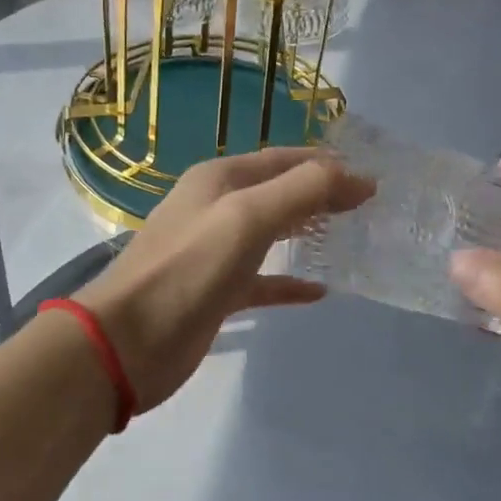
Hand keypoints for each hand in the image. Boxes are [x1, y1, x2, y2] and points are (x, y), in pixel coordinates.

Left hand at [76, 147, 373, 412]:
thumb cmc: (189, 268)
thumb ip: (304, 190)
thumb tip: (359, 177)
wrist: (128, 341)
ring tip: (350, 238)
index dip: (327, 164)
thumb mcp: (248, 217)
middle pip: (277, 193)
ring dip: (306, 233)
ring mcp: (214, 253)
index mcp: (220, 179)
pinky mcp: (215, 293)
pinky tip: (319, 291)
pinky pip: (261, 281)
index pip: (283, 159)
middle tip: (368, 207)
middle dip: (320, 195)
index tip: (372, 178)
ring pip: (270, 235)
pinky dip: (288, 283)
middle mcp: (215, 208)